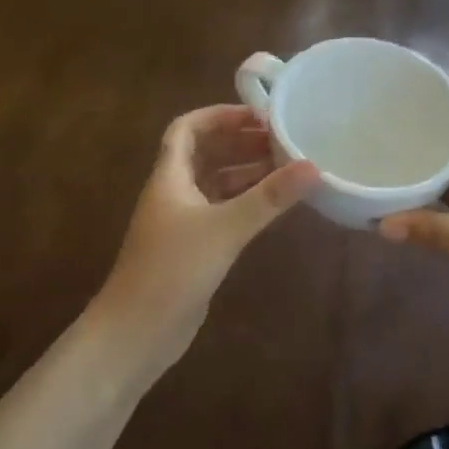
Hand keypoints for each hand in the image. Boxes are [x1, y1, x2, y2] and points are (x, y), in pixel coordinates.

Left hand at [96, 104, 318, 370]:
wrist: (136, 333)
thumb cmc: (173, 270)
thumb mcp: (224, 228)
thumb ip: (268, 198)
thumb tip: (312, 165)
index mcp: (169, 176)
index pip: (187, 128)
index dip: (218, 115)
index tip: (257, 115)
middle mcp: (173, 192)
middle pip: (205, 153)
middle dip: (239, 142)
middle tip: (282, 139)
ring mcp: (181, 221)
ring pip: (215, 183)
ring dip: (245, 171)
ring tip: (286, 166)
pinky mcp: (192, 248)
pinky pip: (221, 210)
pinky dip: (244, 201)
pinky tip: (272, 205)